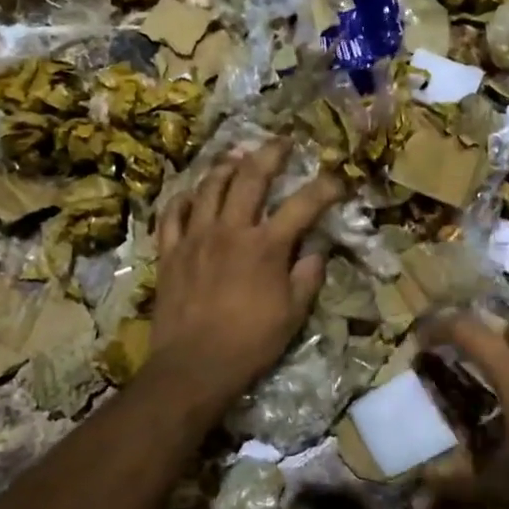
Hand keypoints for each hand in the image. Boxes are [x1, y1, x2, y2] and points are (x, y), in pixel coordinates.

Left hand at [154, 140, 343, 400]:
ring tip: (237, 158)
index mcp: (266, 246)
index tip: (338, 179)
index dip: (325, 188)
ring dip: (226, 167)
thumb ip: (307, 276)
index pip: (303, 205)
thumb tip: (316, 249)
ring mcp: (195, 237)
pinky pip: (173, 214)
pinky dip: (183, 199)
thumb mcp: (293, 314)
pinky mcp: (170, 251)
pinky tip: (192, 194)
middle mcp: (230, 230)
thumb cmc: (250, 343)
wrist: (194, 366)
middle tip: (281, 142)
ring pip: (209, 187)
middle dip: (270, 153)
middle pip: (251, 177)